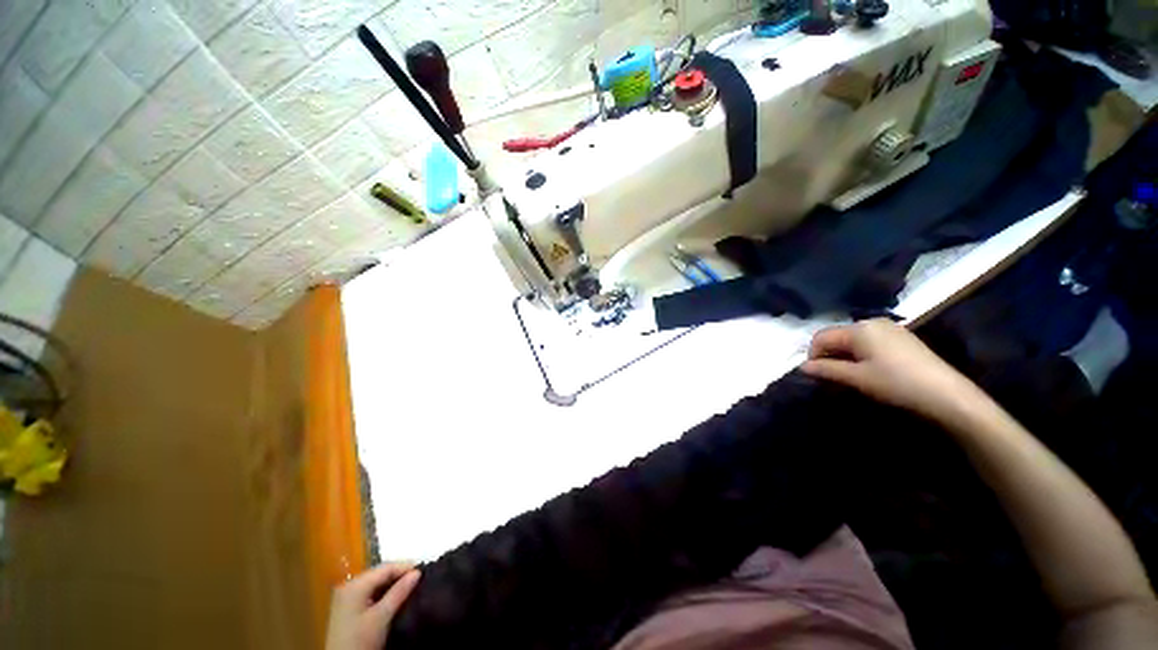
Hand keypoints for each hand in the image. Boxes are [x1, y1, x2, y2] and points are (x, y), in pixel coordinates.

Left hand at [325, 563, 420, 649]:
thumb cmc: (360, 640)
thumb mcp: (381, 617)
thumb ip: (399, 592)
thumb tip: (417, 572)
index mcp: (355, 585)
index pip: (385, 568)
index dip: (405, 567)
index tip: (424, 571)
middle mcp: (349, 586)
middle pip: (380, 573)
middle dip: (399, 575)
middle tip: (418, 579)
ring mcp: (346, 597)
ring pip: (375, 583)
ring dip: (392, 584)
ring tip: (410, 587)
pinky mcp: (347, 607)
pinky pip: (369, 592)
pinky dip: (383, 593)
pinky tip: (394, 597)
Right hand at [801, 319, 985, 424]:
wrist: (946, 394)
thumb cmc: (896, 383)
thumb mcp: (856, 378)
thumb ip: (826, 370)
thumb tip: (802, 367)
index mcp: (858, 328)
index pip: (821, 337)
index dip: (813, 355)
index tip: (816, 374)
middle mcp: (871, 322)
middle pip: (837, 336)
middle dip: (829, 355)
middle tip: (832, 377)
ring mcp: (889, 328)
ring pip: (853, 339)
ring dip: (844, 355)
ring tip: (851, 375)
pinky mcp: (901, 337)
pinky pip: (869, 341)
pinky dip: (861, 354)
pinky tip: (870, 369)